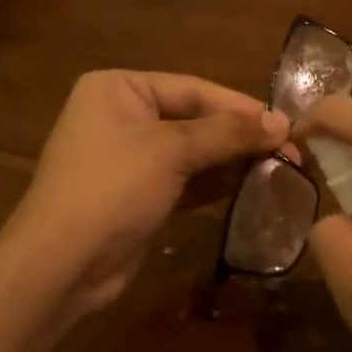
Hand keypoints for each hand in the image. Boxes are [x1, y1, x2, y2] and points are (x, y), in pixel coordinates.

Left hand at [4, 70, 287, 317]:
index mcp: (119, 88)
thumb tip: (281, 122)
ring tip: (278, 168)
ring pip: (191, 152)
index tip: (287, 125)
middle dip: (238, 136)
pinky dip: (213, 184)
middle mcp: (121, 116)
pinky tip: (249, 187)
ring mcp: (128, 158)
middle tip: (289, 150)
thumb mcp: (171, 151)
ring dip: (230, 161)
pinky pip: (183, 180)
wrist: (62, 263)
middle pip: (194, 118)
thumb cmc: (112, 189)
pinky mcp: (137, 194)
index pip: (193, 89)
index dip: (241, 107)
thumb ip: (227, 133)